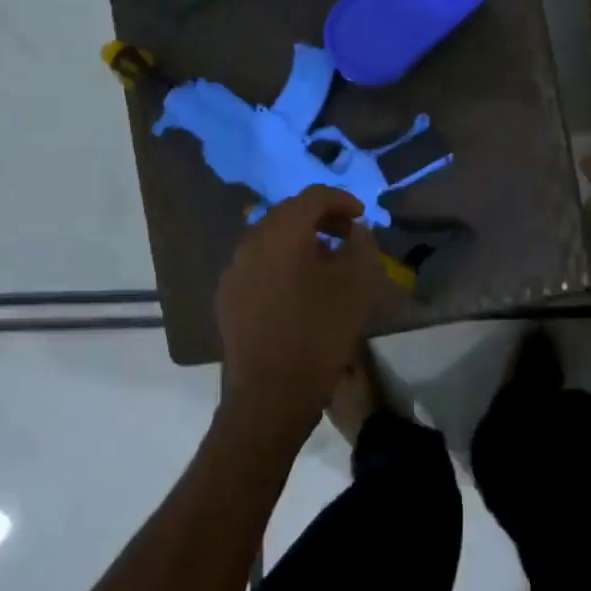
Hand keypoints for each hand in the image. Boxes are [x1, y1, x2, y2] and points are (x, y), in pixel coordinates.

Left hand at [214, 186, 386, 444]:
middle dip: (321, 218)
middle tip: (347, 235)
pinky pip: (258, 265)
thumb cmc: (319, 333)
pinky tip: (298, 289)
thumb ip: (361, 246)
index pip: (313, 196)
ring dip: (300, 241)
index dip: (342, 200)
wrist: (270, 393)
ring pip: (271, 239)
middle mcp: (251, 241)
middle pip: (288, 214)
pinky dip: (281, 263)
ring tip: (326, 262)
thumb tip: (356, 231)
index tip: (362, 216)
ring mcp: (234, 269)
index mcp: (282, 232)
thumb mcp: (356, 286)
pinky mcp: (227, 296)